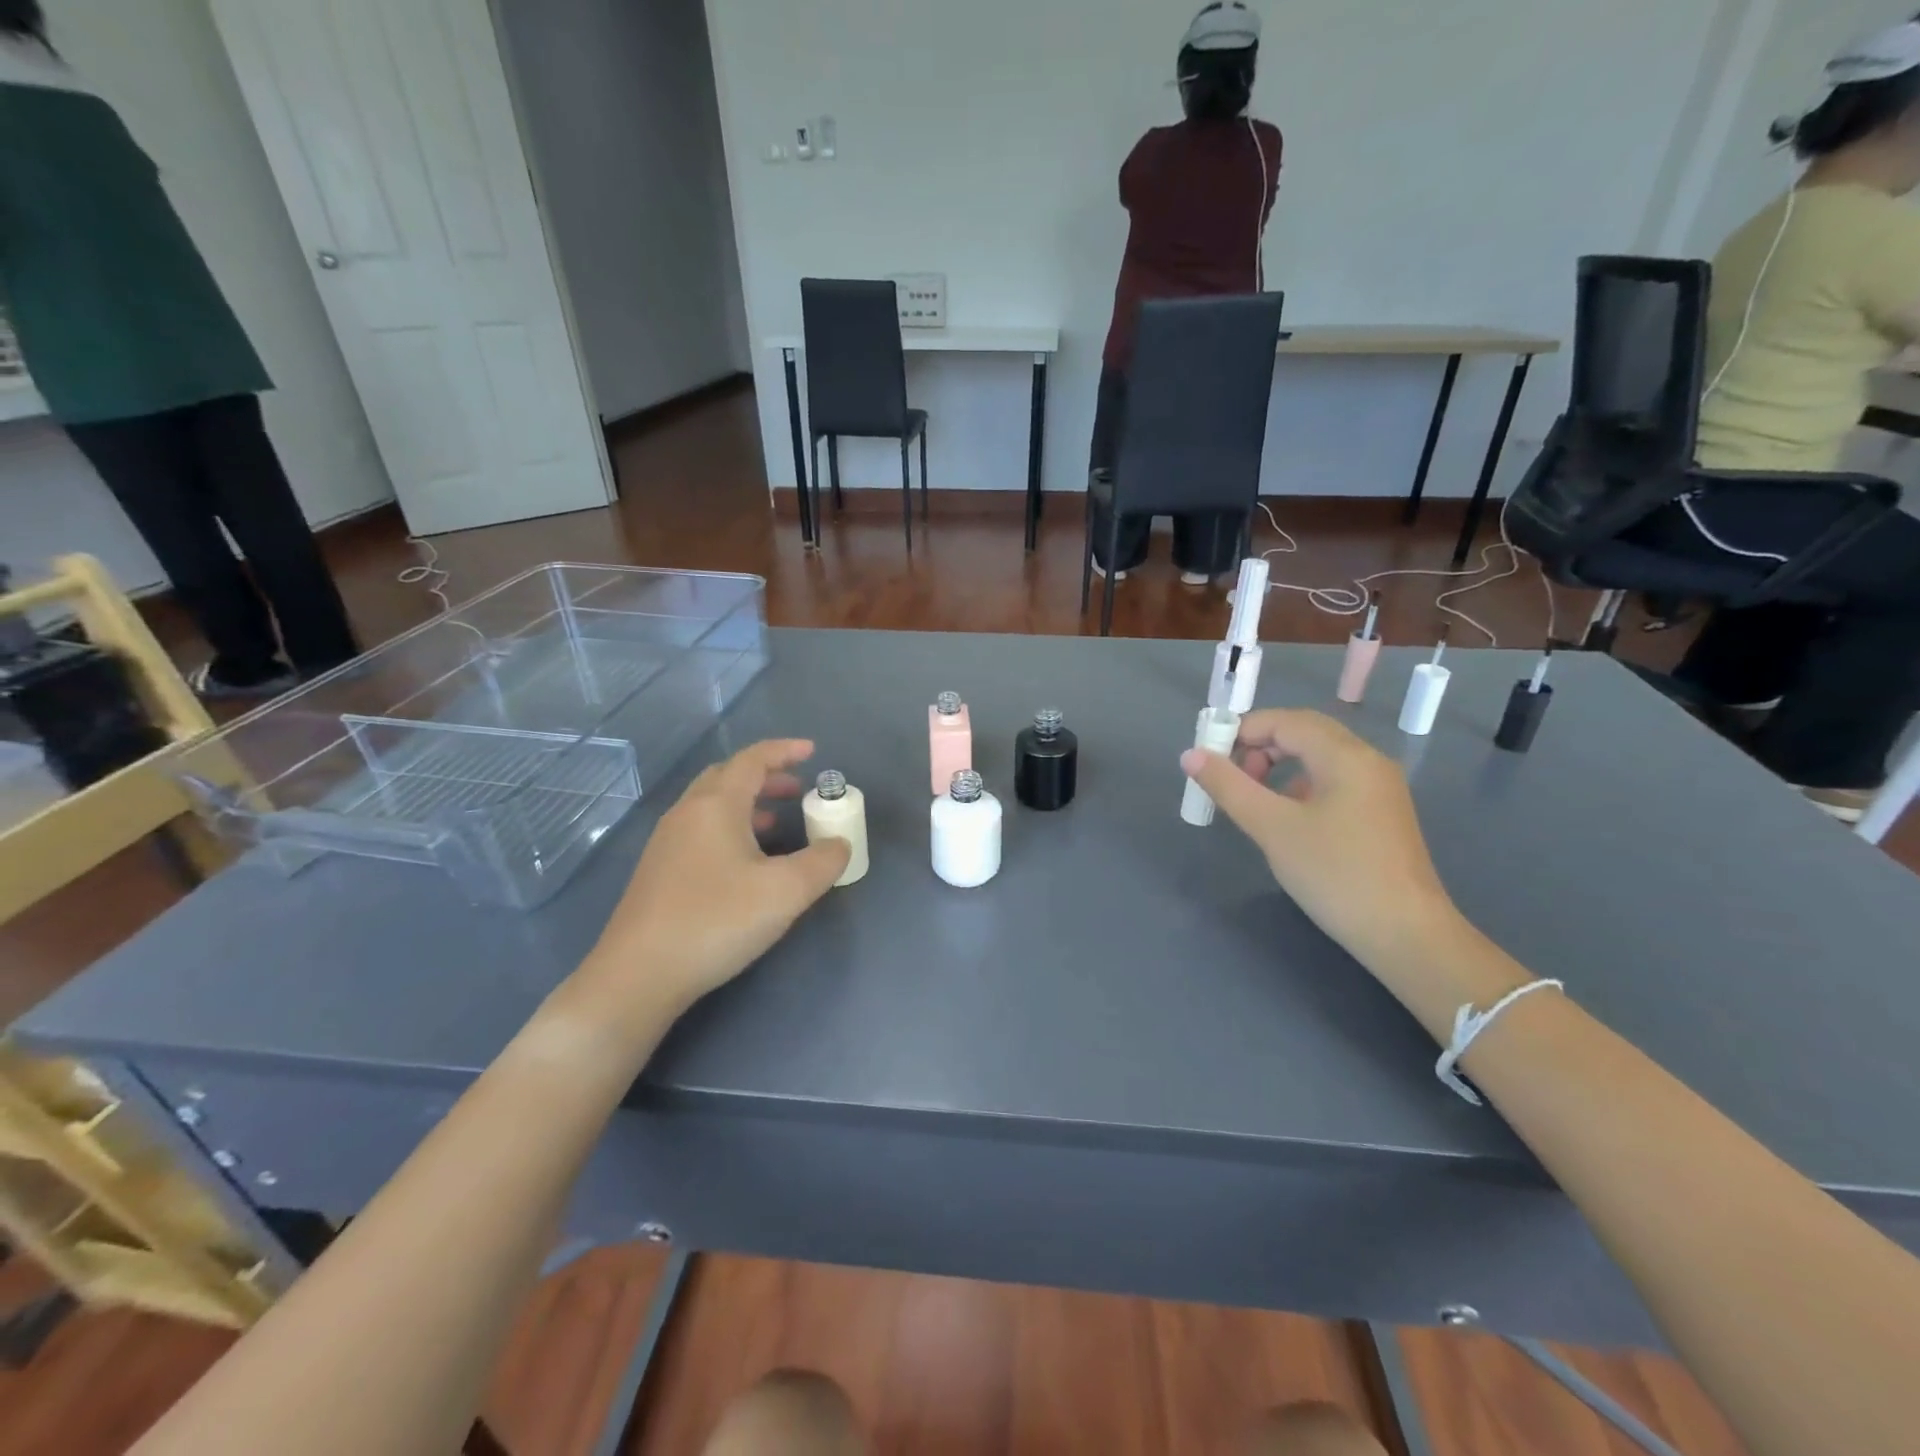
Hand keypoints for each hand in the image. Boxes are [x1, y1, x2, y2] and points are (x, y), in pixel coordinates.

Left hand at [568, 740, 850, 1033]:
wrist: (638, 975)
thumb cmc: (716, 920)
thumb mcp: (785, 892)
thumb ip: (822, 862)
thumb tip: (839, 844)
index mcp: (716, 805)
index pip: (752, 759)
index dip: (784, 750)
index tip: (812, 751)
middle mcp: (687, 814)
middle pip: (728, 777)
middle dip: (766, 777)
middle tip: (798, 790)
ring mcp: (667, 843)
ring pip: (712, 805)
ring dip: (748, 804)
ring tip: (779, 822)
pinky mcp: (658, 871)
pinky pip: (701, 830)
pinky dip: (731, 827)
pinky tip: (746, 862)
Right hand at [1182, 710, 1462, 969]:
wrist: (1405, 935)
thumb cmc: (1335, 874)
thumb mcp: (1272, 828)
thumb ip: (1229, 787)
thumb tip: (1190, 755)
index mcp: (1345, 755)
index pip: (1284, 721)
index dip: (1241, 732)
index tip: (1209, 761)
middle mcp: (1367, 760)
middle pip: (1303, 733)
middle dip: (1258, 747)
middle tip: (1230, 780)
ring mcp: (1378, 787)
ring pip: (1318, 757)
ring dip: (1278, 766)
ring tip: (1253, 800)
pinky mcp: (1380, 813)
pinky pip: (1332, 780)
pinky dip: (1300, 785)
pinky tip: (1286, 819)